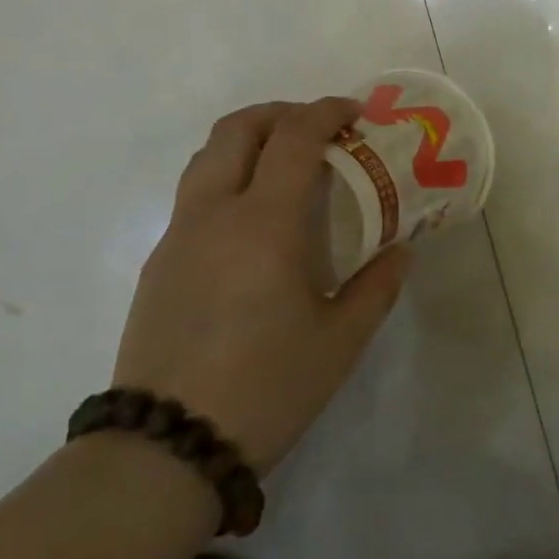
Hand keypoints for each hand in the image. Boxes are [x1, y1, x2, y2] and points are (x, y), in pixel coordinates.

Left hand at [114, 98, 410, 474]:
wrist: (166, 447)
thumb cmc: (266, 387)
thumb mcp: (340, 341)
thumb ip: (377, 288)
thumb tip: (400, 253)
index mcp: (263, 222)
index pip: (293, 138)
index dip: (326, 112)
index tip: (354, 113)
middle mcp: (214, 213)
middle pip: (237, 129)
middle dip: (281, 113)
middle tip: (318, 128)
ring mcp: (178, 236)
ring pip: (206, 157)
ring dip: (247, 141)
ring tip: (284, 165)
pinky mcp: (158, 263)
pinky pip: (194, 195)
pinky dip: (227, 178)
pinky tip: (252, 223)